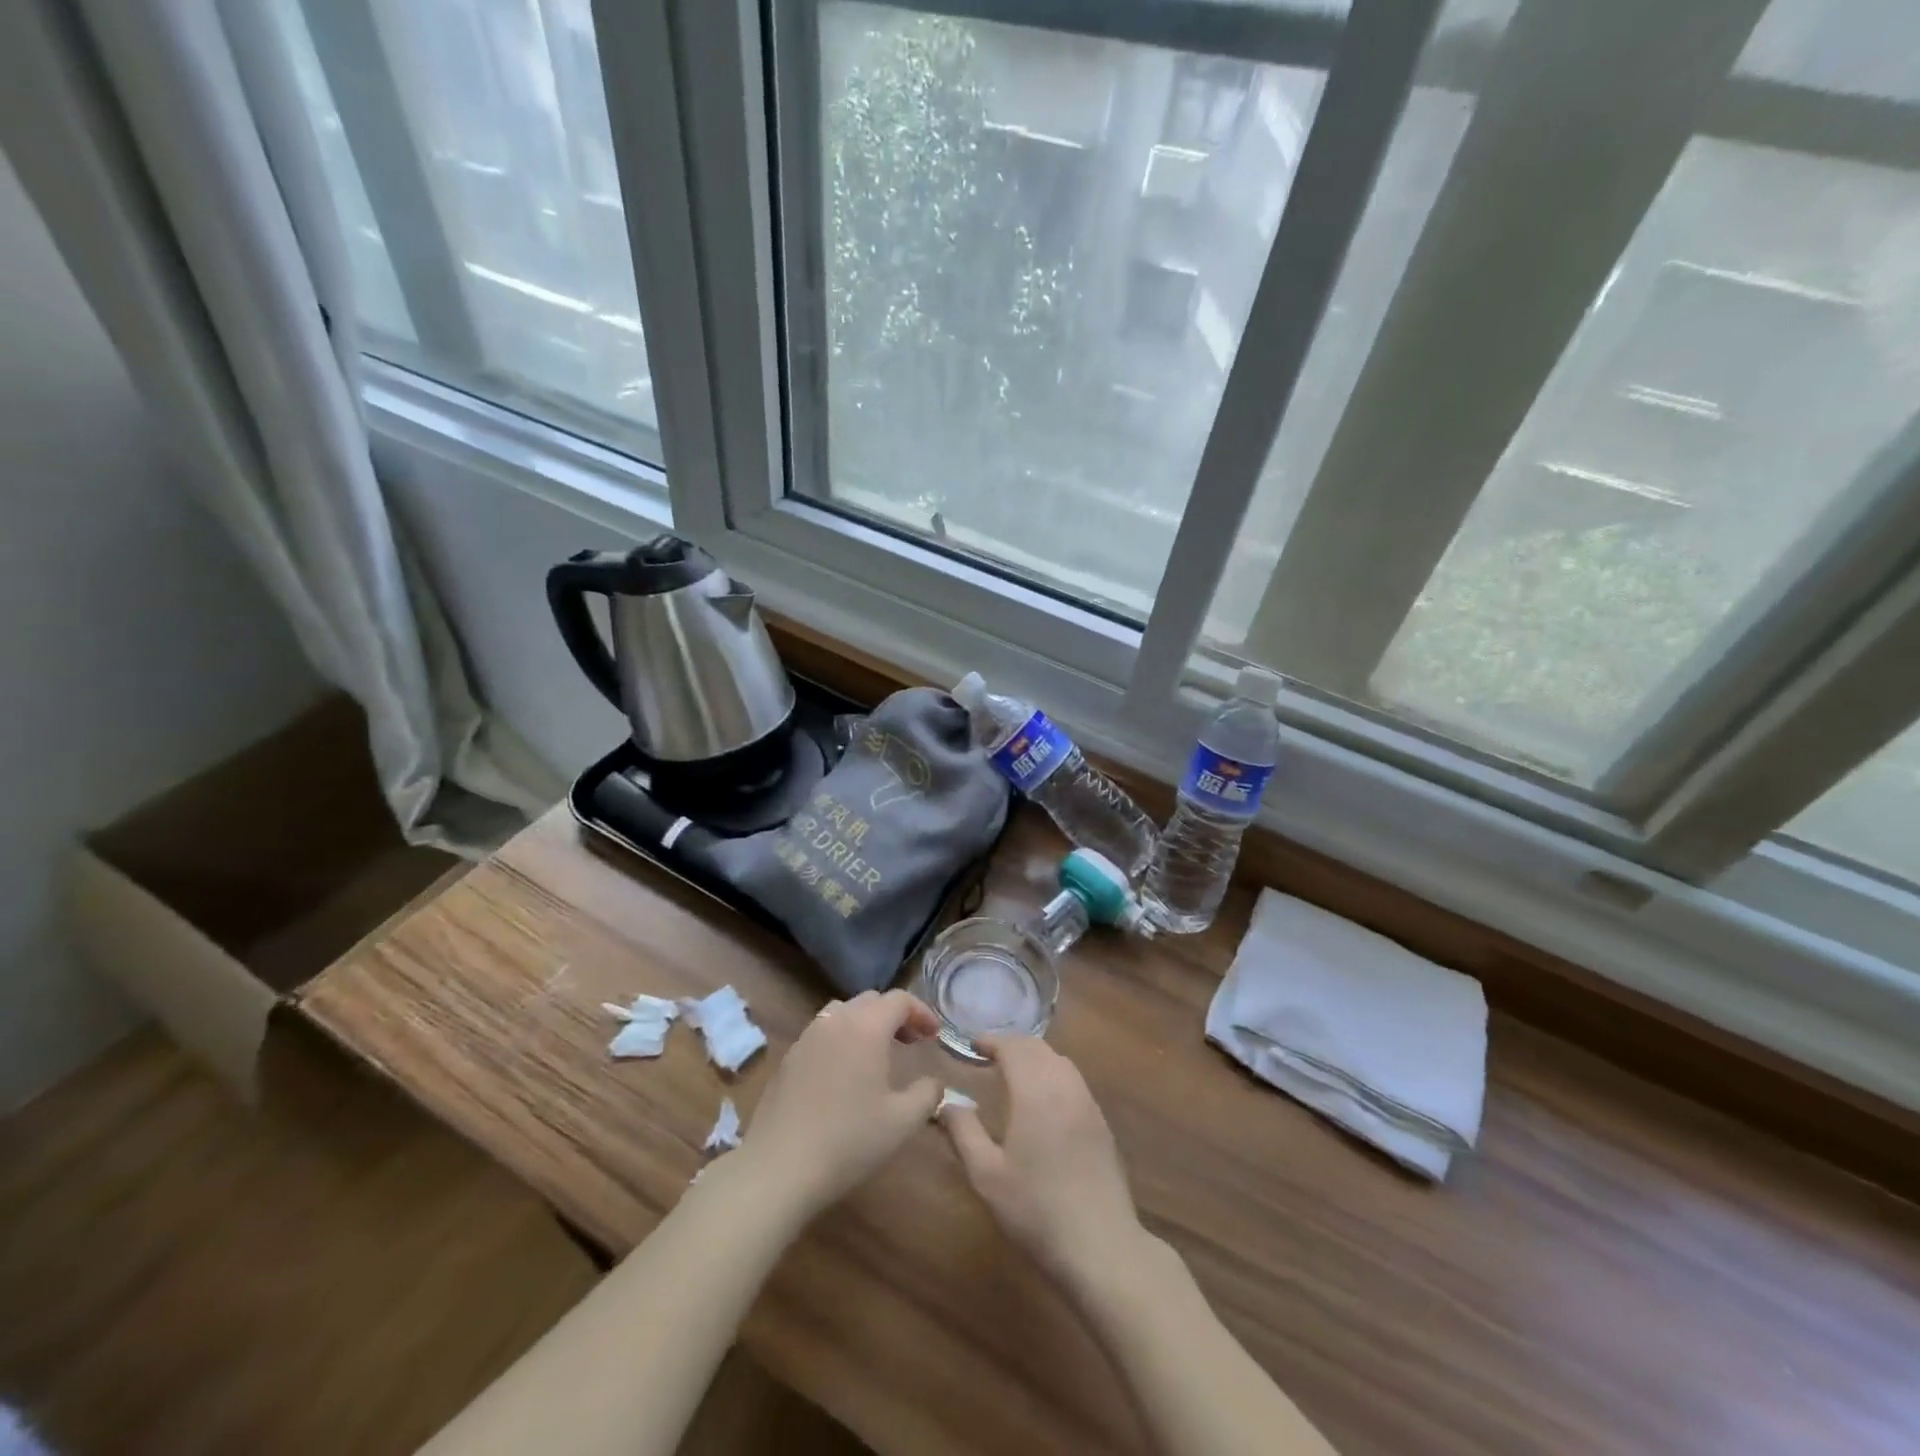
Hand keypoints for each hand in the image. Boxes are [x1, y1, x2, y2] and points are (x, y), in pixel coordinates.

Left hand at [738, 989, 943, 1221]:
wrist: (779, 1167)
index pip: (899, 1000)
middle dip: (895, 1015)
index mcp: (866, 1027)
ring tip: (878, 1053)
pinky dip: (842, 1039)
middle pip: (870, 1000)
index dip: (922, 1012)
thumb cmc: (849, 1141)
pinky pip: (823, 1033)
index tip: (934, 1035)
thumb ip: (928, 1094)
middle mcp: (836, 1021)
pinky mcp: (789, 1057)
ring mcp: (807, 1037)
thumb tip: (933, 1082)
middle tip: (911, 1042)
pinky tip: (845, 1073)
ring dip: (866, 1023)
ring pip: (843, 1012)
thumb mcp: (903, 1122)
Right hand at [941, 1034, 1148, 1293]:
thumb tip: (947, 1102)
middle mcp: (1065, 1086)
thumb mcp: (986, 1175)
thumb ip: (964, 1132)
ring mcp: (1088, 1104)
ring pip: (1059, 1062)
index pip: (1013, 1047)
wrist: (1101, 1247)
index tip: (972, 1045)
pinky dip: (1052, 1075)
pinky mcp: (1101, 1124)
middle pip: (1038, 1048)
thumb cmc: (1036, 1210)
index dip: (991, 1041)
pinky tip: (1041, 1101)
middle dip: (1012, 1045)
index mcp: (1036, 1091)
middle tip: (988, 1056)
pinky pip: (1073, 1081)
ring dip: (1034, 1058)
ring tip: (1012, 1074)